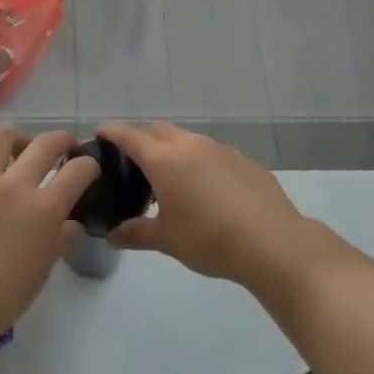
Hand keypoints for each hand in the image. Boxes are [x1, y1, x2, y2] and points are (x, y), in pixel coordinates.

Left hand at [0, 128, 99, 340]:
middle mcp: (16, 185)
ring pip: (3, 137)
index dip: (89, 165)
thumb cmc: (2, 297)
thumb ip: (60, 240)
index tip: (89, 166)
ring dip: (19, 139)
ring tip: (20, 150)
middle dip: (62, 140)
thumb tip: (73, 224)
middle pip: (46, 144)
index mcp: (44, 209)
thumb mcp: (42, 271)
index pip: (77, 172)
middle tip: (64, 147)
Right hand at [97, 123, 327, 288]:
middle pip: (158, 130)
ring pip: (188, 139)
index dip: (113, 132)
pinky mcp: (244, 160)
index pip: (130, 136)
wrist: (272, 243)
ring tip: (170, 176)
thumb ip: (136, 233)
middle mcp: (190, 145)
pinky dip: (200, 161)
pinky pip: (213, 153)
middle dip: (142, 138)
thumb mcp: (166, 240)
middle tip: (132, 160)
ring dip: (173, 149)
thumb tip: (112, 236)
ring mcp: (220, 149)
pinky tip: (207, 189)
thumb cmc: (209, 239)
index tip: (101, 134)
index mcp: (164, 159)